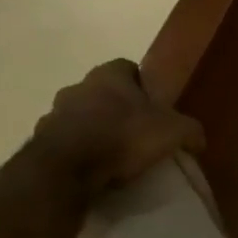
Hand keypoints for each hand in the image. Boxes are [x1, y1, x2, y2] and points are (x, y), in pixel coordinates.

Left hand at [32, 60, 204, 194]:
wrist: (67, 170)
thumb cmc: (124, 136)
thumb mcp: (175, 131)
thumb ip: (191, 130)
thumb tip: (197, 139)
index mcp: (108, 75)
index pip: (128, 67)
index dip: (143, 84)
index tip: (155, 104)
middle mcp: (77, 87)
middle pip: (103, 92)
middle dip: (118, 107)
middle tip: (139, 130)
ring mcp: (53, 114)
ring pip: (81, 116)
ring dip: (95, 129)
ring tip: (116, 154)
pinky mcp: (40, 142)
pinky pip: (66, 142)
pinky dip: (79, 151)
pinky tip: (96, 169)